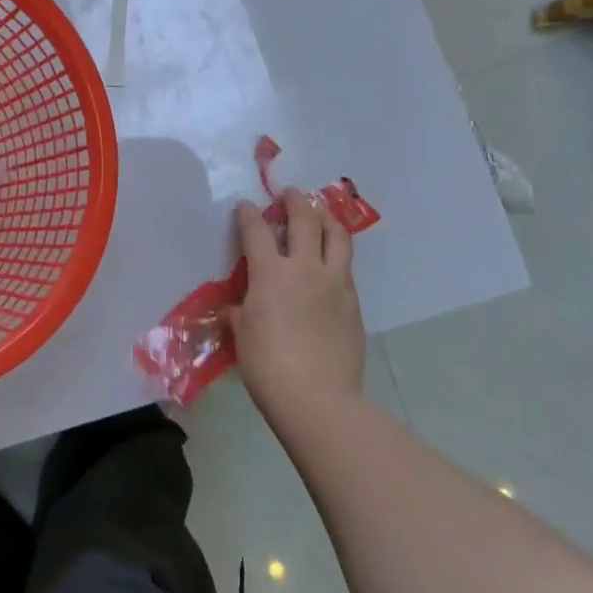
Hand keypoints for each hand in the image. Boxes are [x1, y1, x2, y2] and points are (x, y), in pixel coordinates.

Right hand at [227, 189, 365, 420]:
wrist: (318, 399)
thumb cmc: (267, 366)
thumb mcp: (243, 335)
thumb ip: (240, 313)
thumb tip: (238, 308)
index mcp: (271, 273)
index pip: (257, 231)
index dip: (249, 214)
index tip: (246, 206)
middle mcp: (305, 268)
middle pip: (305, 220)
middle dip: (296, 202)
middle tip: (291, 194)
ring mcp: (335, 284)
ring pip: (337, 237)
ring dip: (327, 219)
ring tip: (321, 213)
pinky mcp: (354, 303)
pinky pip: (346, 268)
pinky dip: (337, 255)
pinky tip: (331, 262)